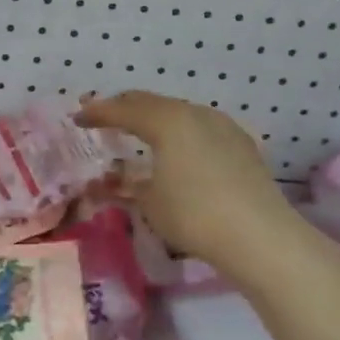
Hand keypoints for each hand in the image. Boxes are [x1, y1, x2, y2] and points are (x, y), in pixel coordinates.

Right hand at [76, 91, 295, 267]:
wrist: (262, 237)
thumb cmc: (194, 215)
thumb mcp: (148, 203)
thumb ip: (123, 186)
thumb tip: (102, 182)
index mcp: (166, 120)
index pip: (122, 109)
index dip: (96, 113)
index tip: (76, 118)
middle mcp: (193, 113)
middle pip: (150, 102)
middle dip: (123, 108)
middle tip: (102, 118)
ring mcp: (221, 125)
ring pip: (176, 111)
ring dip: (152, 117)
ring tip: (136, 131)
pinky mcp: (240, 143)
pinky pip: (198, 125)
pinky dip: (177, 130)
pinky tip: (175, 147)